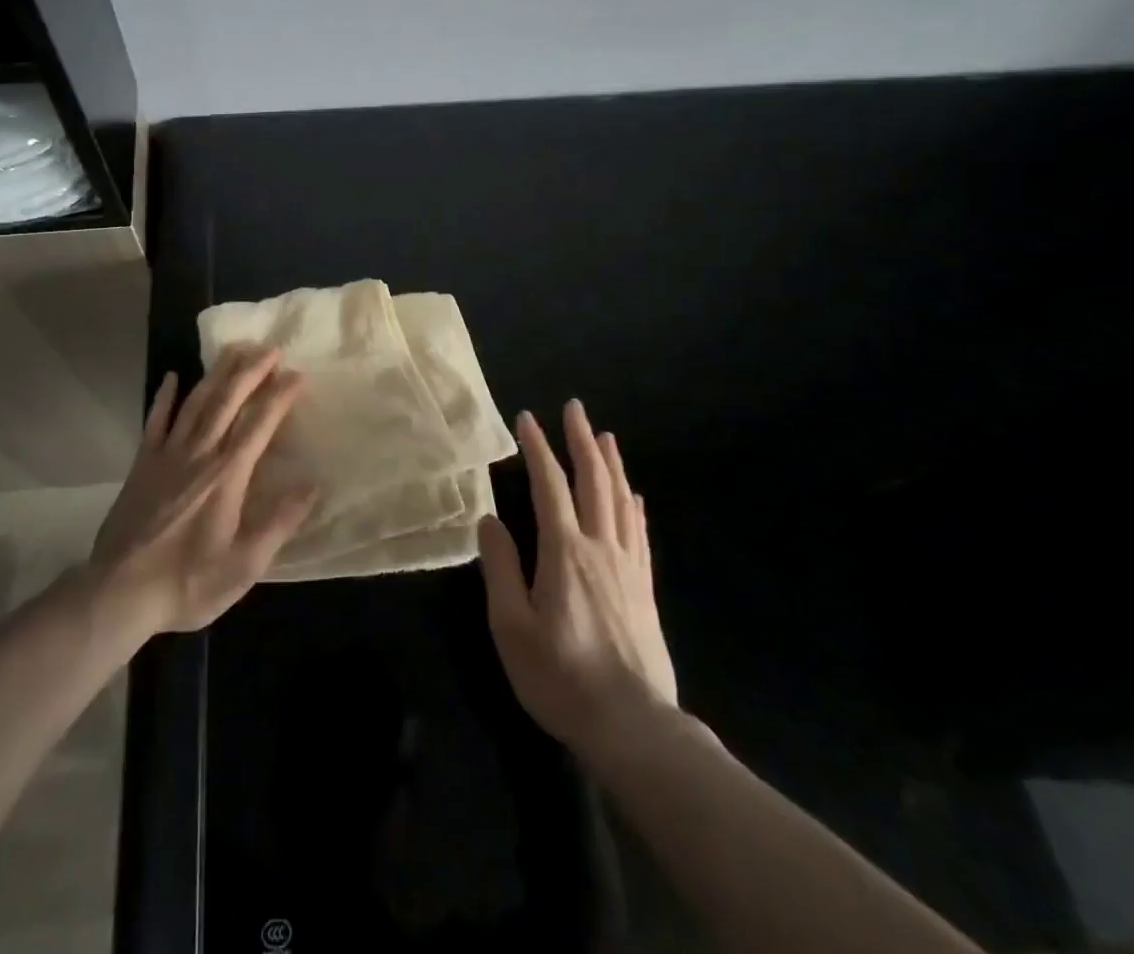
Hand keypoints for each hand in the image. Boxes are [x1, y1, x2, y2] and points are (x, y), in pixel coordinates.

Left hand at [89, 346, 316, 635]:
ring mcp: (167, 455)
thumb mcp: (244, 565)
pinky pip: (155, 421)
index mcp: (227, 475)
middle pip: (227, 401)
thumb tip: (312, 487)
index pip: (259, 423)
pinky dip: (164, 397)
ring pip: (195, 402)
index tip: (298, 374)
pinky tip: (171, 377)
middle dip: (251, 371)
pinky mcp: (142, 464)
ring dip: (217, 373)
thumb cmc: (187, 582)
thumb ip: (279, 523)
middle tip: (271, 349)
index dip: (280, 396)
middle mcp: (199, 454)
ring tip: (234, 350)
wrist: (119, 593)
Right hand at [478, 400, 678, 768]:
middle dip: (582, 440)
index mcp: (564, 552)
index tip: (527, 419)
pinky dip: (634, 505)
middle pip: (593, 481)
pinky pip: (640, 533)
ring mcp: (628, 566)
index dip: (538, 448)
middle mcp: (600, 547)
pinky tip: (633, 495)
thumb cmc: (561, 677)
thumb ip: (500, 567)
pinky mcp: (644, 589)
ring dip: (611, 463)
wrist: (632, 725)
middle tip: (575, 408)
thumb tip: (489, 519)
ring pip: (621, 500)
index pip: (550, 485)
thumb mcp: (511, 626)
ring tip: (605, 436)